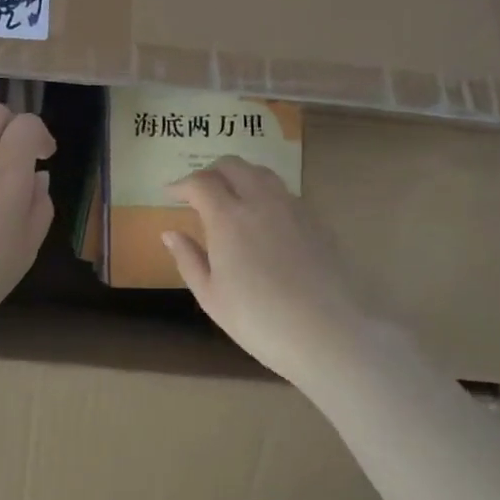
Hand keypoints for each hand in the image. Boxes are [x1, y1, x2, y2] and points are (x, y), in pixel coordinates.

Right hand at [162, 155, 370, 389]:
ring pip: (261, 172)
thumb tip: (170, 233)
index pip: (200, 182)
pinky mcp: (315, 221)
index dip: (181, 184)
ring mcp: (292, 208)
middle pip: (232, 165)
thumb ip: (188, 259)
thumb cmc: (259, 320)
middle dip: (210, 171)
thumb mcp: (211, 297)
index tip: (170, 194)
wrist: (329, 334)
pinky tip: (263, 217)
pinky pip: (283, 191)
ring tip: (231, 196)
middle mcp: (260, 201)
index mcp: (228, 217)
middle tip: (199, 191)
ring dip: (240, 175)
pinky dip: (264, 192)